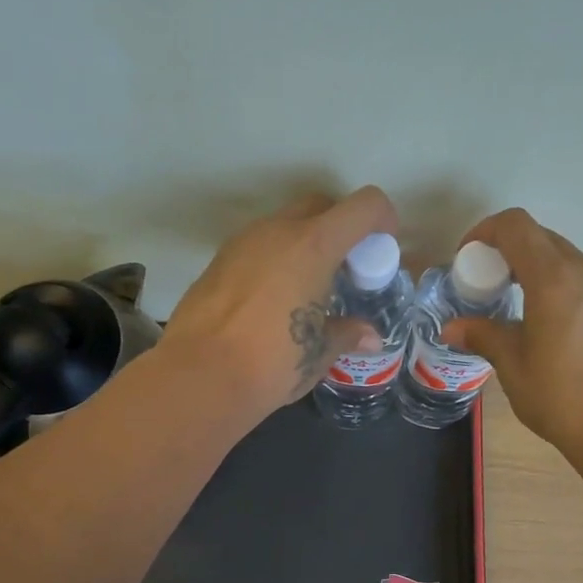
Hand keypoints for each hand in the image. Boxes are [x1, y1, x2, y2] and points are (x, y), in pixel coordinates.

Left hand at [162, 187, 398, 420]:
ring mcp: (241, 243)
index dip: (382, 219)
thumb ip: (348, 333)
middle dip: (341, 227)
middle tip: (346, 269)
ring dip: (304, 243)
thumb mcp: (319, 351)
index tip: (382, 248)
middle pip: (321, 206)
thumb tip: (369, 335)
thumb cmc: (273, 362)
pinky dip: (274, 260)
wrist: (200, 377)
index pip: (363, 206)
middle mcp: (277, 231)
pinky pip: (257, 247)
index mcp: (314, 245)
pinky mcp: (216, 262)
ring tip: (309, 287)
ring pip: (284, 224)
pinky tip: (273, 301)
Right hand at [441, 208, 582, 449]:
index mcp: (554, 278)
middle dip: (508, 252)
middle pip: (541, 238)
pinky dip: (560, 288)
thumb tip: (453, 328)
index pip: (515, 226)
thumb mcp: (514, 367)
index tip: (467, 259)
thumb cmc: (565, 397)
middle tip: (488, 286)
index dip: (485, 232)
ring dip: (536, 270)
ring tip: (517, 308)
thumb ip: (484, 336)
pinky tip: (552, 328)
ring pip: (566, 260)